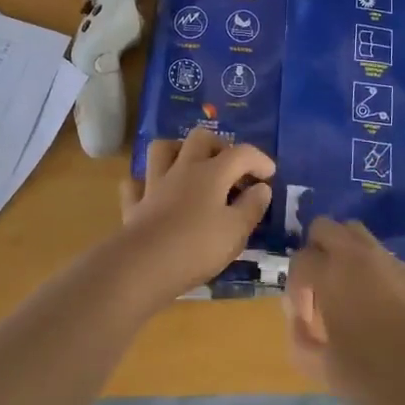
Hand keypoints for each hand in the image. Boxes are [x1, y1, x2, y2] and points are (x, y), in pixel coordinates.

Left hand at [116, 127, 274, 303]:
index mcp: (212, 173)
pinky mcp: (135, 205)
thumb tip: (262, 188)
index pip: (241, 153)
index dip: (259, 159)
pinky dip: (145, 183)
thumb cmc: (197, 247)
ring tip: (191, 167)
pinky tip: (154, 193)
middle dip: (219, 145)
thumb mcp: (236, 231)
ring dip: (178, 151)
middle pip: (200, 138)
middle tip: (231, 167)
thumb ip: (252, 207)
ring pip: (162, 149)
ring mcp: (155, 184)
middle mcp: (183, 169)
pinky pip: (136, 184)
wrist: (144, 266)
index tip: (269, 175)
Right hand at [285, 218, 404, 404]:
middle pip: (326, 227)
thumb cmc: (377, 380)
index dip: (296, 289)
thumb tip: (301, 322)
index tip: (306, 320)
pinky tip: (390, 316)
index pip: (300, 260)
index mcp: (332, 274)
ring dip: (348, 258)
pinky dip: (379, 278)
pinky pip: (390, 264)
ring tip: (353, 298)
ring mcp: (394, 263)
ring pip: (360, 238)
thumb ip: (301, 341)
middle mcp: (361, 256)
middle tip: (322, 290)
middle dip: (317, 252)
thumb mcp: (325, 370)